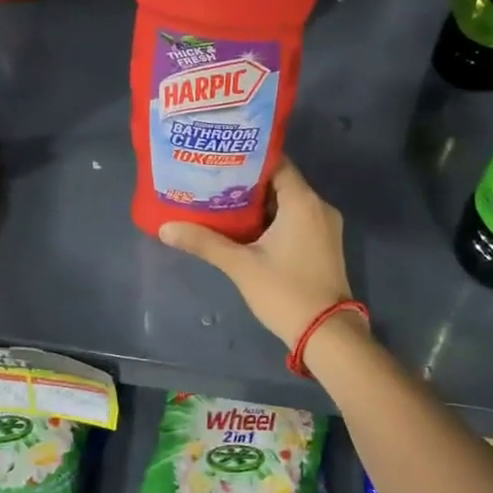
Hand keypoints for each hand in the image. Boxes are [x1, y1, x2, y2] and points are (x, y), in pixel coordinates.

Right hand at [159, 160, 357, 349]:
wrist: (327, 333)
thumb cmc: (285, 292)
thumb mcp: (241, 266)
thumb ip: (205, 242)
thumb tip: (165, 228)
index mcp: (303, 201)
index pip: (276, 163)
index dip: (248, 158)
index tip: (220, 158)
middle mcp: (319, 206)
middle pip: (281, 182)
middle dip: (248, 182)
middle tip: (214, 180)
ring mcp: (326, 226)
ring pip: (289, 202)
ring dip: (260, 203)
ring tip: (224, 201)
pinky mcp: (325, 244)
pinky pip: (298, 219)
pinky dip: (275, 219)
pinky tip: (247, 227)